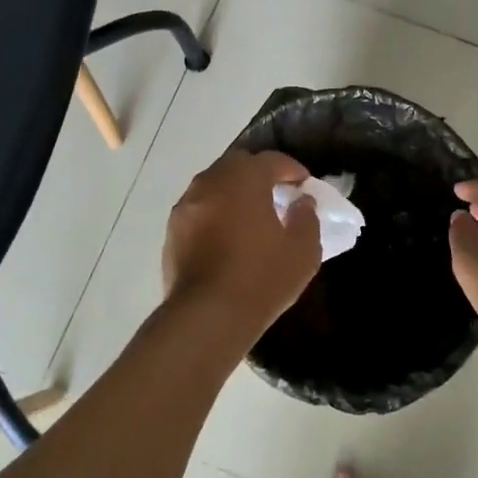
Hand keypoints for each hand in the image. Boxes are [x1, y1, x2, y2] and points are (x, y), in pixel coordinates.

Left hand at [163, 150, 321, 343]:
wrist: (207, 316)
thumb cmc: (261, 279)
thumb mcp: (302, 251)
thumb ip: (307, 218)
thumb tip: (302, 202)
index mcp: (244, 180)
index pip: (270, 160)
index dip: (291, 169)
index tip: (304, 184)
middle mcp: (210, 183)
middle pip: (237, 164)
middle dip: (258, 173)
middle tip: (276, 193)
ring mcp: (185, 206)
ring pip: (213, 185)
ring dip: (233, 192)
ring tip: (250, 215)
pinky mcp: (171, 231)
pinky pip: (198, 209)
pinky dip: (214, 212)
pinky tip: (226, 236)